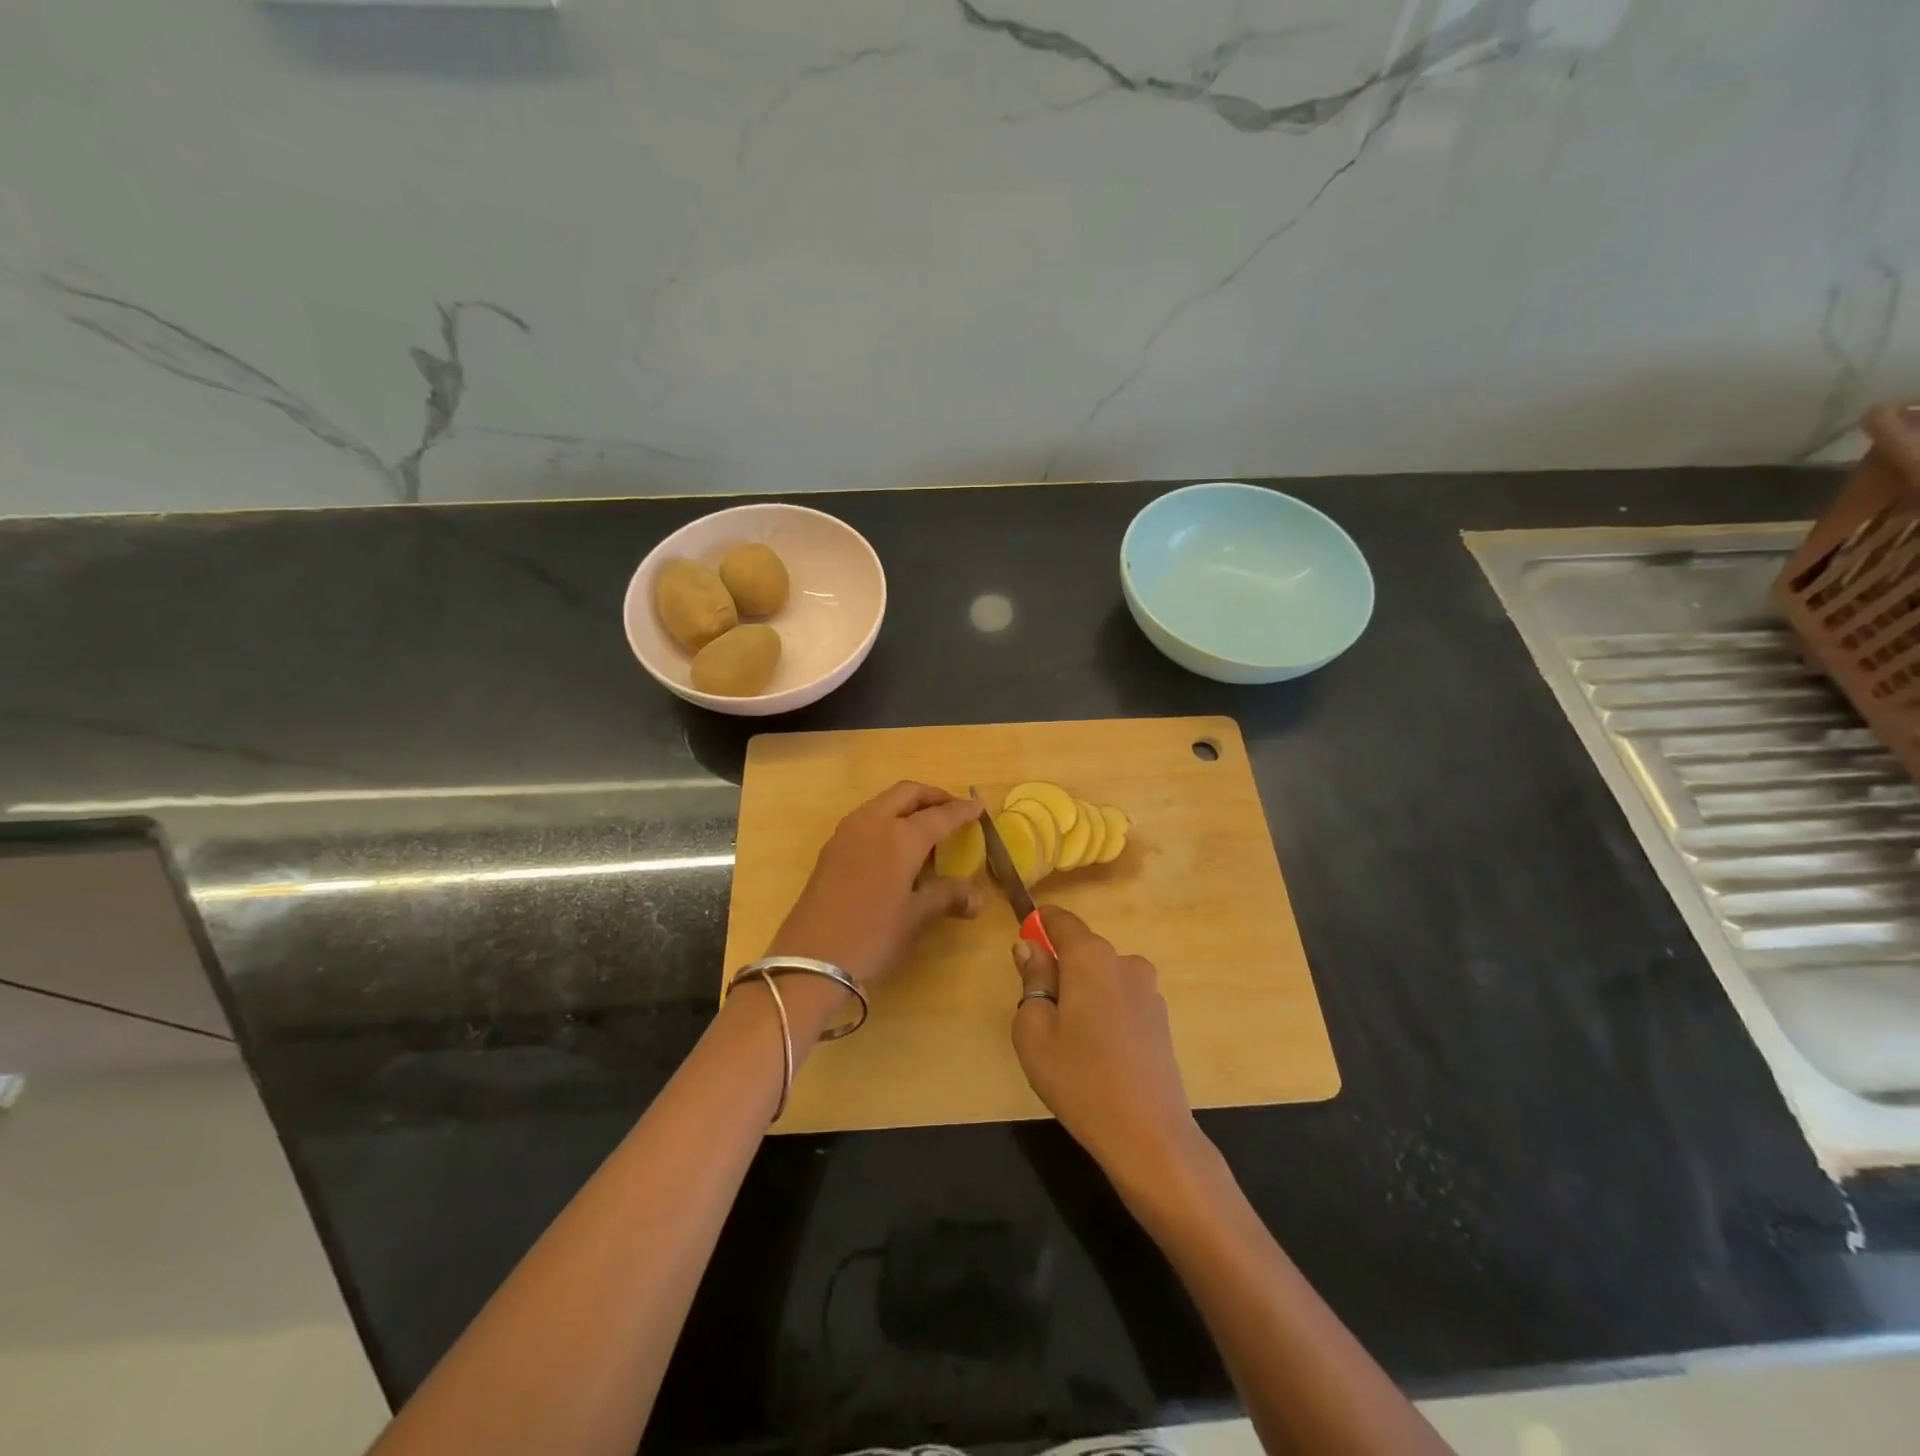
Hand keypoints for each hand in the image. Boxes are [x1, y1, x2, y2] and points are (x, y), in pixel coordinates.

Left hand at [764, 782, 984, 1032]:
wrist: (810, 958)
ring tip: (928, 826)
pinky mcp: (832, 847)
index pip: (940, 815)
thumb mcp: (915, 917)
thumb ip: (946, 897)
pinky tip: (897, 845)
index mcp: (901, 837)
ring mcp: (848, 832)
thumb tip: (976, 897)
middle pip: (908, 793)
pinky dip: (889, 818)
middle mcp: (874, 823)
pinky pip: (868, 818)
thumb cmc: (871, 936)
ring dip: (909, 805)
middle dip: (934, 796)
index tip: (979, 808)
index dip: (962, 811)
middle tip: (953, 810)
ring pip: (884, 802)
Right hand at [1011, 906, 1199, 1183]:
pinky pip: (1120, 999)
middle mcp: (1124, 961)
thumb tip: (1029, 947)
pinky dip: (1104, 1012)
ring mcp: (1148, 990)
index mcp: (1090, 956)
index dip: (1038, 925)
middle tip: (1040, 1013)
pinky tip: (1098, 1054)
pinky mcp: (1161, 1018)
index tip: (1022, 946)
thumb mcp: (1034, 1030)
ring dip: (1083, 993)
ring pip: (1101, 976)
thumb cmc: (1079, 1079)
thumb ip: (1032, 979)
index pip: (1060, 920)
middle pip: (1082, 950)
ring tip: (1070, 1042)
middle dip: (1059, 969)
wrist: (1148, 1135)